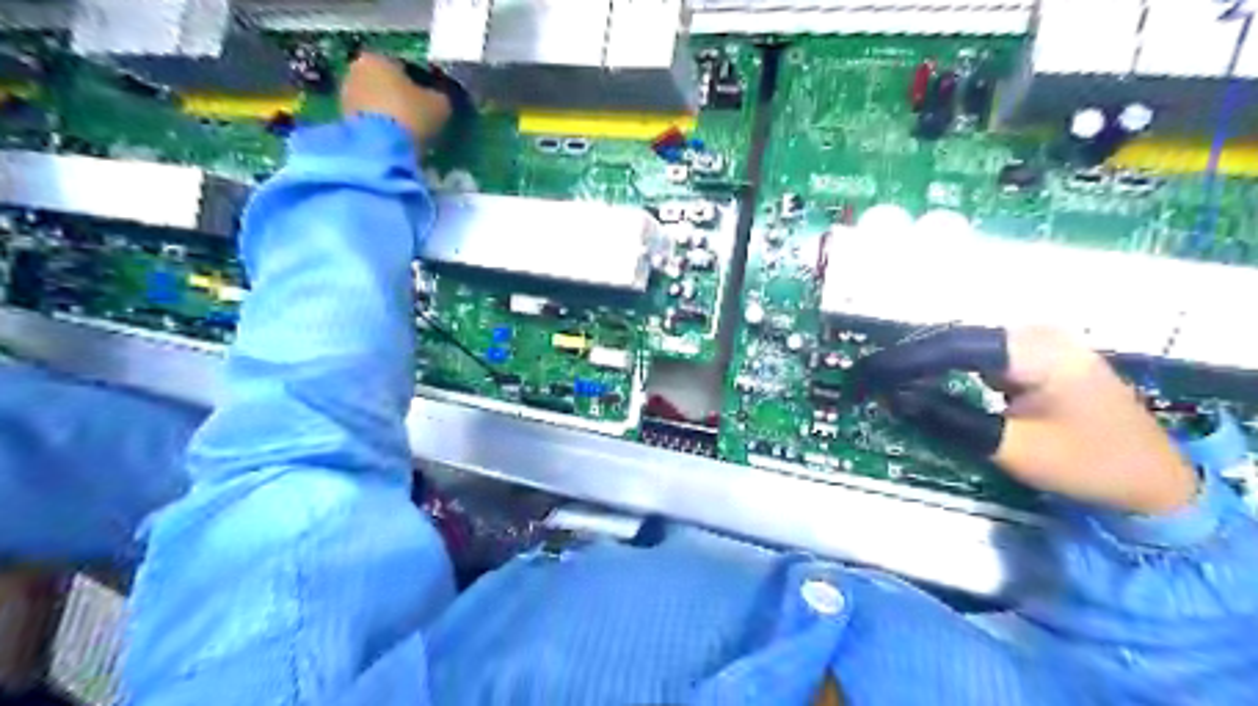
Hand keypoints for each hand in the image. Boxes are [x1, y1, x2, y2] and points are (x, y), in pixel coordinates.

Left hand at [343, 52, 453, 145]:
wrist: (381, 149)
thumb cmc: (412, 116)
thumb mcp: (440, 105)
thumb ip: (440, 96)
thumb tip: (439, 96)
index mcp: (378, 58)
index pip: (403, 65)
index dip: (420, 82)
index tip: (431, 99)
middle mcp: (356, 70)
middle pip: (384, 82)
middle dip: (399, 96)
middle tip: (419, 116)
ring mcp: (345, 95)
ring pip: (374, 101)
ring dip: (388, 113)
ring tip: (407, 132)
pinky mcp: (342, 120)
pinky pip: (367, 119)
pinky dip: (379, 127)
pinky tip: (394, 141)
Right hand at [855, 327, 1197, 513]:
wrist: (1154, 480)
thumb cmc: (1089, 465)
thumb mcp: (1013, 449)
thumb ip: (949, 419)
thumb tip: (891, 399)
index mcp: (1034, 349)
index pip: (949, 345)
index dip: (900, 361)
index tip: (860, 378)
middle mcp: (1031, 332)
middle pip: (949, 339)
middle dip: (903, 362)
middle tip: (861, 384)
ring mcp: (1032, 342)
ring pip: (957, 346)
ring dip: (918, 365)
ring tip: (878, 384)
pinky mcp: (1030, 356)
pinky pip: (972, 357)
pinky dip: (940, 370)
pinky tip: (916, 383)